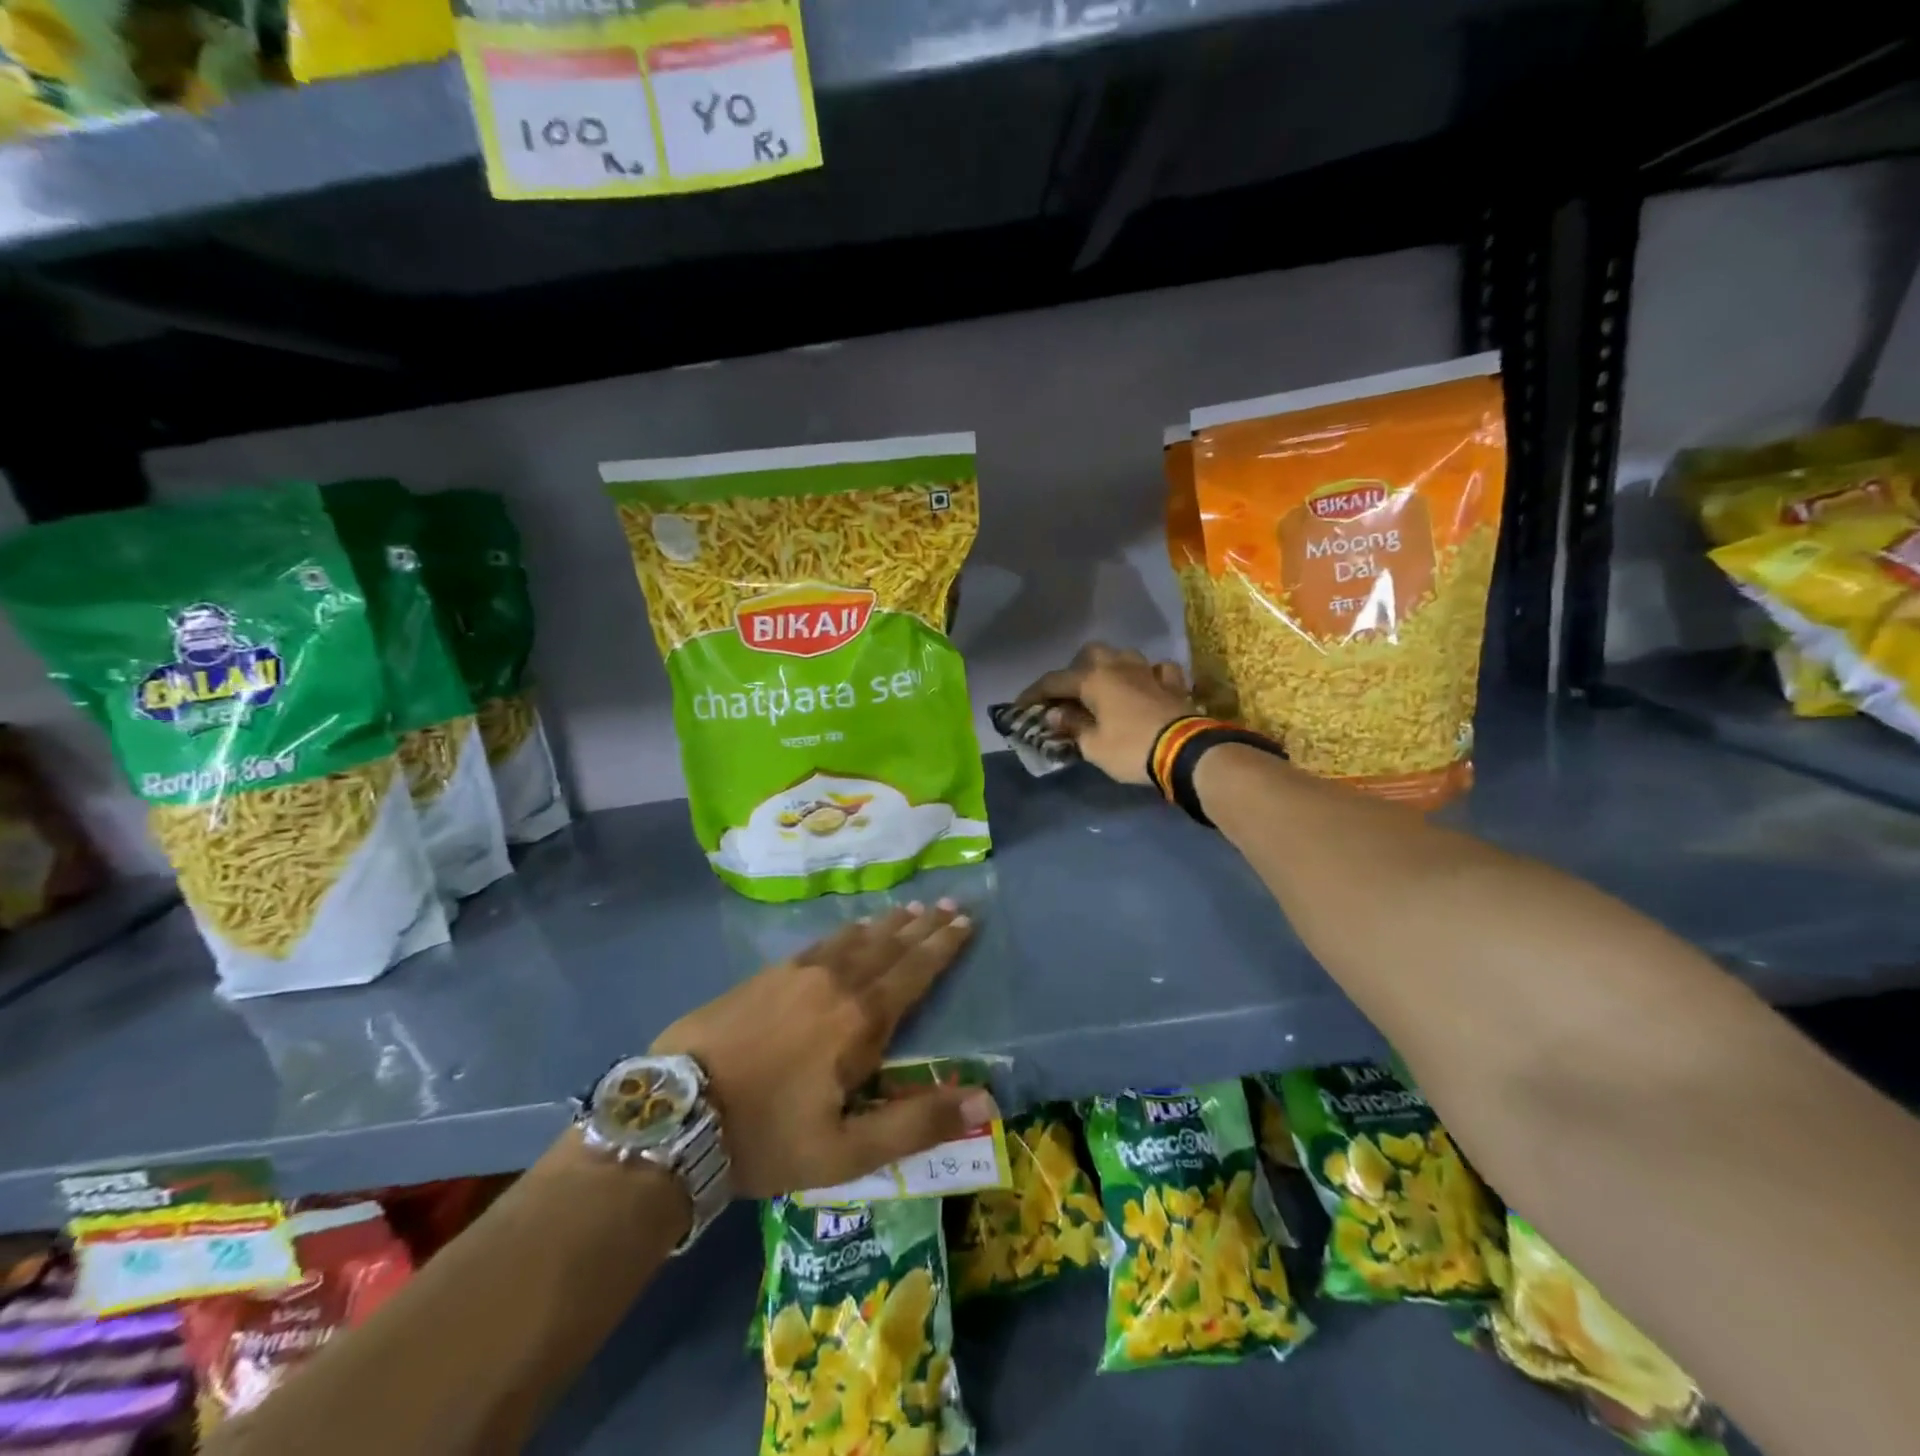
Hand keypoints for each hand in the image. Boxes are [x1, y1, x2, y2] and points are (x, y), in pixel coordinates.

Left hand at [651, 900, 995, 1198]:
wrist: (676, 1114)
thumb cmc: (767, 1137)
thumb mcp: (846, 1152)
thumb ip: (917, 1123)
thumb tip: (985, 1101)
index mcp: (860, 1021)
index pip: (914, 972)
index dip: (943, 946)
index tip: (966, 921)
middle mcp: (835, 983)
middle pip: (889, 946)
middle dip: (923, 925)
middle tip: (949, 903)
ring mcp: (797, 973)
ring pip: (856, 938)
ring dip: (888, 924)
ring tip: (911, 908)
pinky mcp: (767, 974)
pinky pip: (822, 942)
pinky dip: (848, 931)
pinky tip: (853, 927)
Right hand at [1015, 642, 1195, 784]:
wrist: (1186, 752)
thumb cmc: (1131, 749)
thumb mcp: (1093, 746)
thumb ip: (1072, 726)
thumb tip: (1055, 714)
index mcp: (1094, 680)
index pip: (1054, 681)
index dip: (1034, 693)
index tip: (1021, 706)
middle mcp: (1119, 667)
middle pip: (1091, 654)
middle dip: (1076, 670)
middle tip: (1071, 694)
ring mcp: (1149, 671)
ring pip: (1124, 656)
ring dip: (1111, 667)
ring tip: (1106, 688)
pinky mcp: (1174, 684)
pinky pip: (1157, 670)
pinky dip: (1148, 676)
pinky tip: (1146, 686)